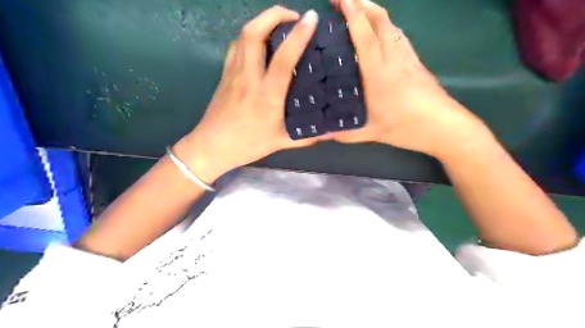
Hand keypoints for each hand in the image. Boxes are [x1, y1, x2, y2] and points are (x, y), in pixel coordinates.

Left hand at [173, 6, 327, 182]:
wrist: (212, 147)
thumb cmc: (248, 144)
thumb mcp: (282, 142)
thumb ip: (308, 136)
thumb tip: (333, 132)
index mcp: (267, 94)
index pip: (283, 58)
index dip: (299, 35)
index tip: (312, 18)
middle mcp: (248, 77)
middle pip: (255, 33)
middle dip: (274, 15)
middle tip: (293, 16)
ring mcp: (233, 73)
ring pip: (243, 35)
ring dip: (261, 22)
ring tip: (278, 24)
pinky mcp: (224, 74)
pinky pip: (236, 46)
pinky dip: (248, 35)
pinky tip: (258, 42)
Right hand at [328, 0, 484, 156]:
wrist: (445, 128)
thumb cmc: (408, 129)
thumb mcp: (372, 134)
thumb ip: (345, 134)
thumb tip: (321, 135)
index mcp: (380, 77)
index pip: (367, 39)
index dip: (354, 16)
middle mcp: (394, 60)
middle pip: (381, 22)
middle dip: (361, 3)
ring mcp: (408, 58)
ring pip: (391, 25)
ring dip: (373, 10)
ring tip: (357, 6)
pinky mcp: (416, 61)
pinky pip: (398, 34)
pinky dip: (385, 24)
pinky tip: (379, 27)